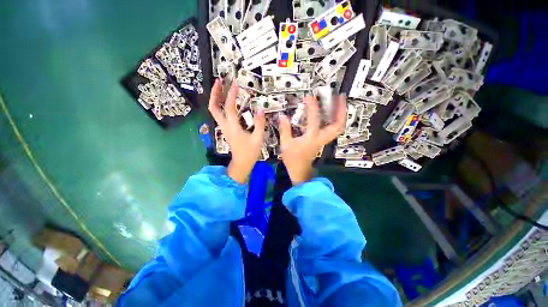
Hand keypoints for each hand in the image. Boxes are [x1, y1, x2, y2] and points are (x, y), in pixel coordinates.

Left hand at [208, 79, 265, 183]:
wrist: (241, 163)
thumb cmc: (250, 152)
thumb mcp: (258, 138)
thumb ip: (260, 124)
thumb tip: (260, 109)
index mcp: (233, 127)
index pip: (229, 108)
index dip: (231, 95)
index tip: (236, 84)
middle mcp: (225, 126)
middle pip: (213, 107)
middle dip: (215, 93)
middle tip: (219, 81)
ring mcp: (224, 128)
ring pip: (214, 111)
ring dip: (216, 98)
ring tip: (221, 87)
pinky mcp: (226, 129)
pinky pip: (220, 115)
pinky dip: (220, 105)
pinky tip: (227, 102)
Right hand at [278, 95, 346, 184]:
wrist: (300, 171)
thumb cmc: (292, 159)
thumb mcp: (285, 144)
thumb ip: (284, 129)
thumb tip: (282, 116)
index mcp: (311, 138)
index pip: (314, 119)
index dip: (313, 106)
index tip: (309, 96)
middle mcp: (321, 138)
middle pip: (337, 125)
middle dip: (341, 110)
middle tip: (340, 96)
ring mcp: (324, 140)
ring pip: (338, 127)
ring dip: (340, 114)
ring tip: (339, 101)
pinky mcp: (322, 141)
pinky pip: (333, 129)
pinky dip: (335, 120)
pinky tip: (331, 113)